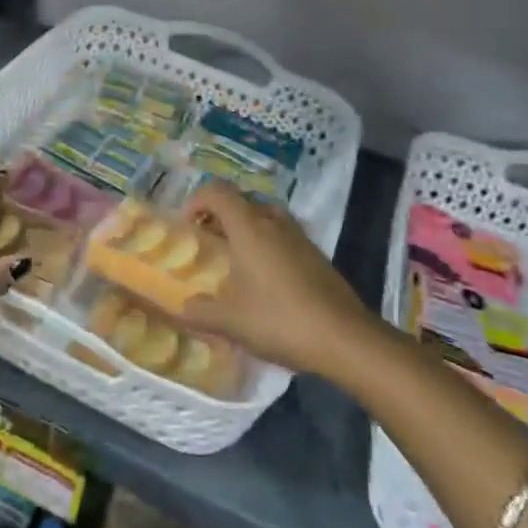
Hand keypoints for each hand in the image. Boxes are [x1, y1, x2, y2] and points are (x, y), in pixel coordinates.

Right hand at [181, 182, 378, 379]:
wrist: (344, 337)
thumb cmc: (280, 320)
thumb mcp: (230, 322)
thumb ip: (199, 312)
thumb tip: (182, 307)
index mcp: (248, 226)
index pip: (216, 190)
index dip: (196, 200)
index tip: (187, 226)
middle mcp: (273, 221)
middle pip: (240, 200)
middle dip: (219, 215)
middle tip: (207, 243)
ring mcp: (298, 235)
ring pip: (263, 215)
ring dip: (244, 227)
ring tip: (235, 258)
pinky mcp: (315, 252)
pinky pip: (282, 233)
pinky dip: (266, 242)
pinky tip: (265, 277)